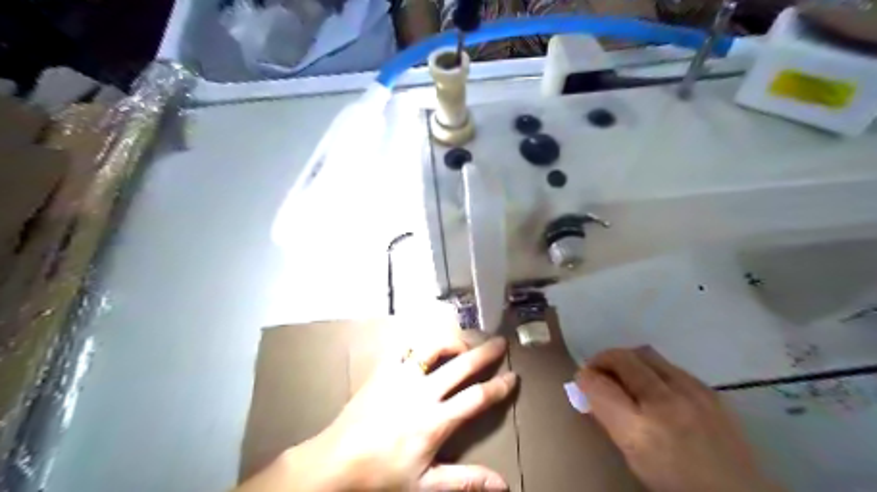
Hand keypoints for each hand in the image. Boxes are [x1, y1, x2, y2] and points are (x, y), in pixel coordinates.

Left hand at [236, 332, 515, 490]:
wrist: (335, 462)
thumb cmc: (381, 476)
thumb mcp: (425, 485)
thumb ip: (465, 481)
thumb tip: (502, 485)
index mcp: (436, 420)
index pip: (477, 398)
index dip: (499, 386)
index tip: (513, 377)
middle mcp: (423, 392)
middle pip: (462, 365)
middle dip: (485, 352)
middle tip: (501, 342)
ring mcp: (401, 377)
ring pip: (434, 348)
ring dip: (453, 341)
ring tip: (465, 342)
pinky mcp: (384, 371)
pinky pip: (404, 348)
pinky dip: (420, 344)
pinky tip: (426, 347)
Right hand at [581, 346, 777, 491]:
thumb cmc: (676, 484)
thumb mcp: (633, 458)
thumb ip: (610, 420)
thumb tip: (590, 391)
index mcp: (639, 429)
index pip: (597, 385)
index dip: (584, 378)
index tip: (581, 380)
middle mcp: (664, 402)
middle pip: (621, 358)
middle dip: (602, 359)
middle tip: (597, 371)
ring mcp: (691, 391)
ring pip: (644, 353)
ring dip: (626, 359)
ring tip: (623, 373)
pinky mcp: (708, 388)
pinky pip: (668, 364)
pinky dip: (651, 367)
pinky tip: (654, 384)